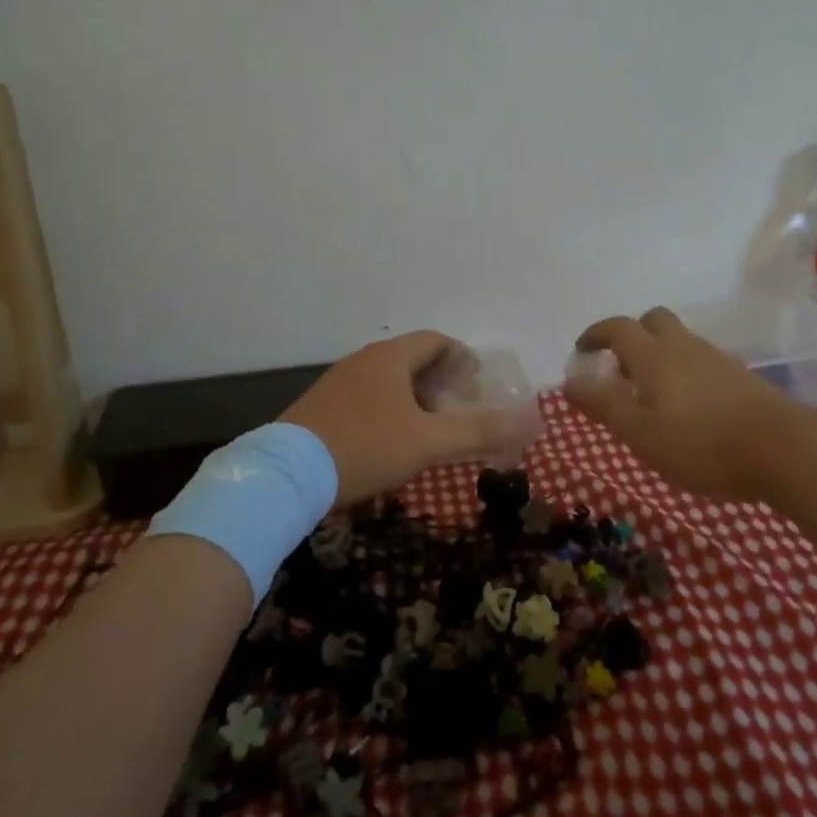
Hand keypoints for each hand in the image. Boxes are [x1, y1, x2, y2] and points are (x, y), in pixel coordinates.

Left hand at [281, 332, 539, 502]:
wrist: (287, 475)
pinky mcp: (321, 406)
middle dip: (441, 380)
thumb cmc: (365, 447)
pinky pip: (367, 397)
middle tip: (459, 410)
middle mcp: (364, 360)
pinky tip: (390, 442)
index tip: (478, 385)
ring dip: (415, 397)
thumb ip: (478, 431)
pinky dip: (389, 409)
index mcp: (390, 357)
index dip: (463, 358)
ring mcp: (338, 382)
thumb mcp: (428, 441)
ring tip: (430, 429)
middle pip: (413, 358)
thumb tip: (528, 423)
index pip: (437, 341)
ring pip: (388, 379)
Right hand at [564, 307, 795, 497]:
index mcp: (654, 355)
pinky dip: (683, 370)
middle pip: (653, 321)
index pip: (617, 328)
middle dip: (631, 335)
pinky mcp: (740, 376)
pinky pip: (700, 360)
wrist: (783, 449)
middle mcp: (684, 346)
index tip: (582, 350)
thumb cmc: (700, 443)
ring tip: (651, 394)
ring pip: (679, 340)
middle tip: (620, 368)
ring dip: (658, 354)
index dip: (595, 334)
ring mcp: (716, 359)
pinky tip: (687, 406)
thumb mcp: (640, 432)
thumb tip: (569, 380)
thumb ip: (603, 404)